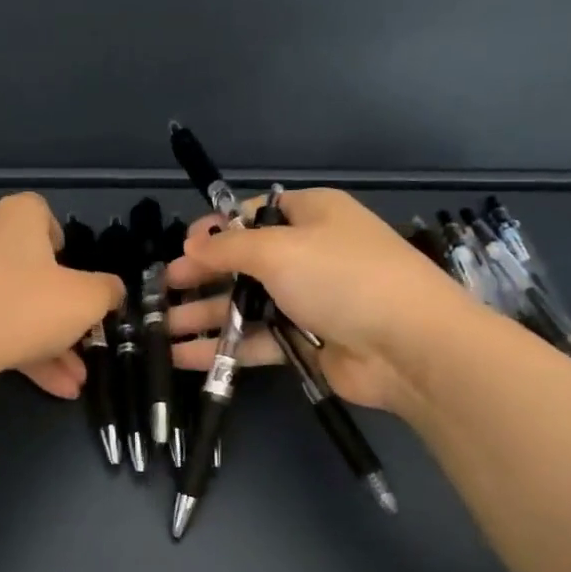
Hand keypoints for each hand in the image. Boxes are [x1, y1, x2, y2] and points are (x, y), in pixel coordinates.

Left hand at [0, 193, 123, 398]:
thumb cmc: (20, 307)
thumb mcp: (84, 301)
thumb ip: (106, 291)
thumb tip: (112, 289)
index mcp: (17, 216)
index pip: (44, 216)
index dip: (65, 249)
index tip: (76, 283)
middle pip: (29, 270)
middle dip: (61, 315)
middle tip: (81, 347)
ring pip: (9, 303)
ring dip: (43, 342)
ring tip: (70, 383)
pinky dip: (11, 347)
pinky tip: (42, 385)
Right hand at [165, 189, 474, 411]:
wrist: (409, 346)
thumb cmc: (342, 278)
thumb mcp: (280, 250)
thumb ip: (229, 247)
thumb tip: (193, 242)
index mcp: (312, 216)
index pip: (255, 215)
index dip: (216, 229)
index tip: (182, 247)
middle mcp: (310, 254)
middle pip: (245, 262)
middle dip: (203, 276)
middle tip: (165, 290)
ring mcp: (310, 300)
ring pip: (247, 304)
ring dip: (206, 315)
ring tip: (161, 329)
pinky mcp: (308, 342)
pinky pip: (257, 340)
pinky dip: (224, 347)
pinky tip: (184, 356)